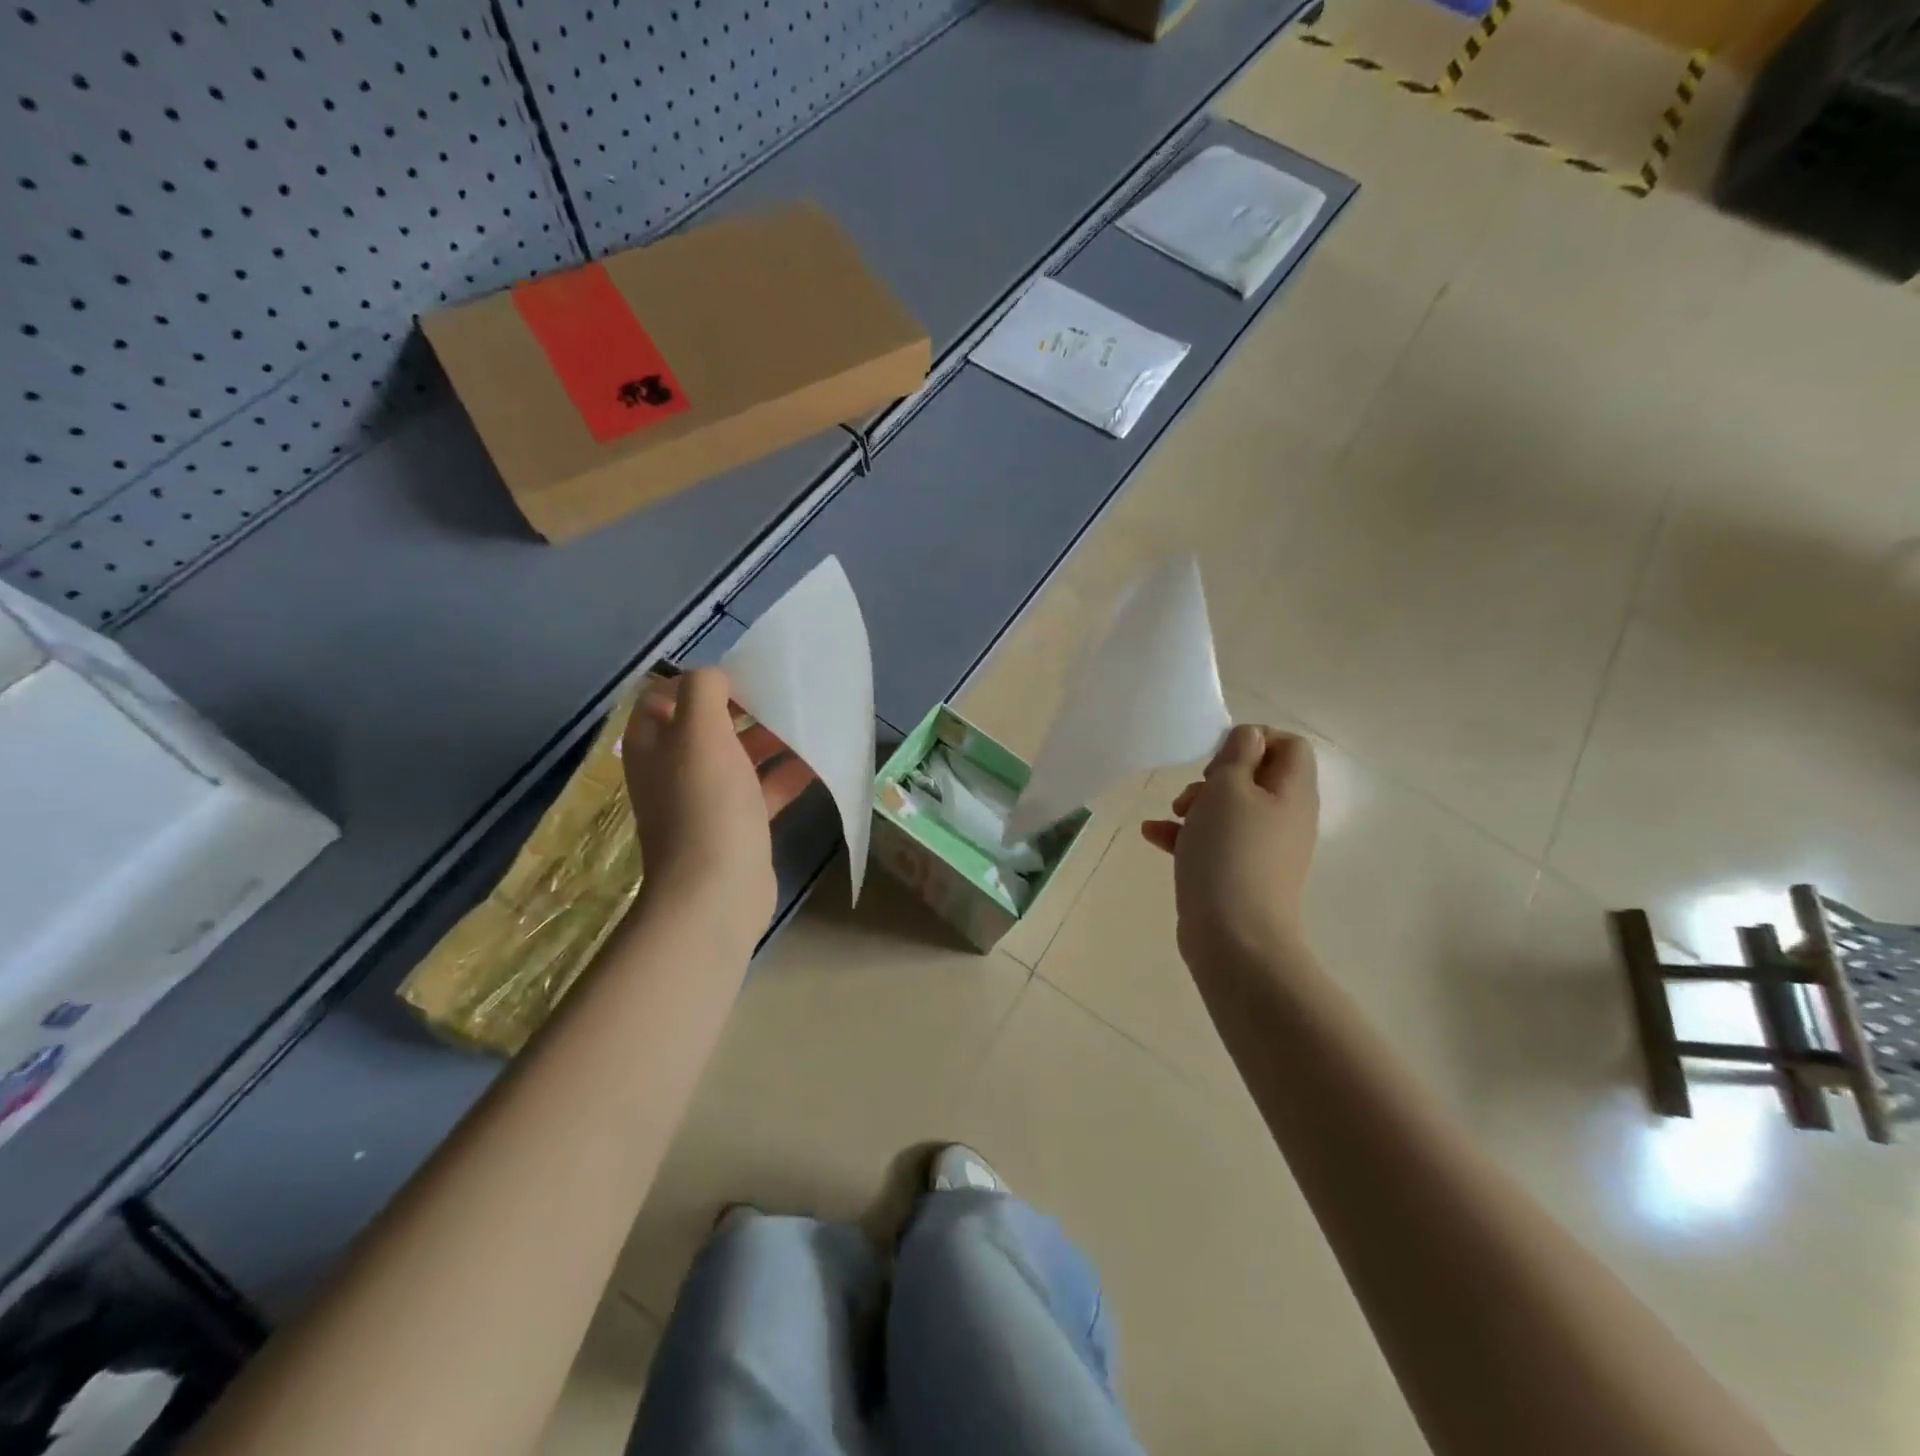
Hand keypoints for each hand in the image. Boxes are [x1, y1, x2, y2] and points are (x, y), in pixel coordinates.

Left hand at [623, 668, 814, 935]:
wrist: (716, 893)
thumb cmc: (705, 805)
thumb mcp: (699, 733)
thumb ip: (704, 690)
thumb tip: (717, 678)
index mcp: (653, 745)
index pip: (663, 696)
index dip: (698, 682)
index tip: (740, 678)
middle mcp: (674, 769)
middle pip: (708, 725)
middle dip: (745, 708)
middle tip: (784, 697)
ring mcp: (707, 799)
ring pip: (739, 756)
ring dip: (772, 739)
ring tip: (809, 722)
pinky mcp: (737, 824)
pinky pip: (763, 789)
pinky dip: (787, 774)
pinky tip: (819, 762)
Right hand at [1142, 725, 1318, 966]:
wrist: (1234, 937)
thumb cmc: (1230, 852)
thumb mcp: (1228, 789)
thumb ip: (1238, 755)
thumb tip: (1250, 737)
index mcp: (1292, 792)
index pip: (1288, 745)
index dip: (1254, 739)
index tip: (1219, 756)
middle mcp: (1285, 817)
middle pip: (1256, 776)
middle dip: (1217, 775)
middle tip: (1196, 790)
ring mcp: (1264, 849)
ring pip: (1231, 809)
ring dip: (1198, 804)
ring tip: (1173, 815)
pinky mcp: (1240, 873)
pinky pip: (1215, 841)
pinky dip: (1187, 835)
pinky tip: (1153, 835)